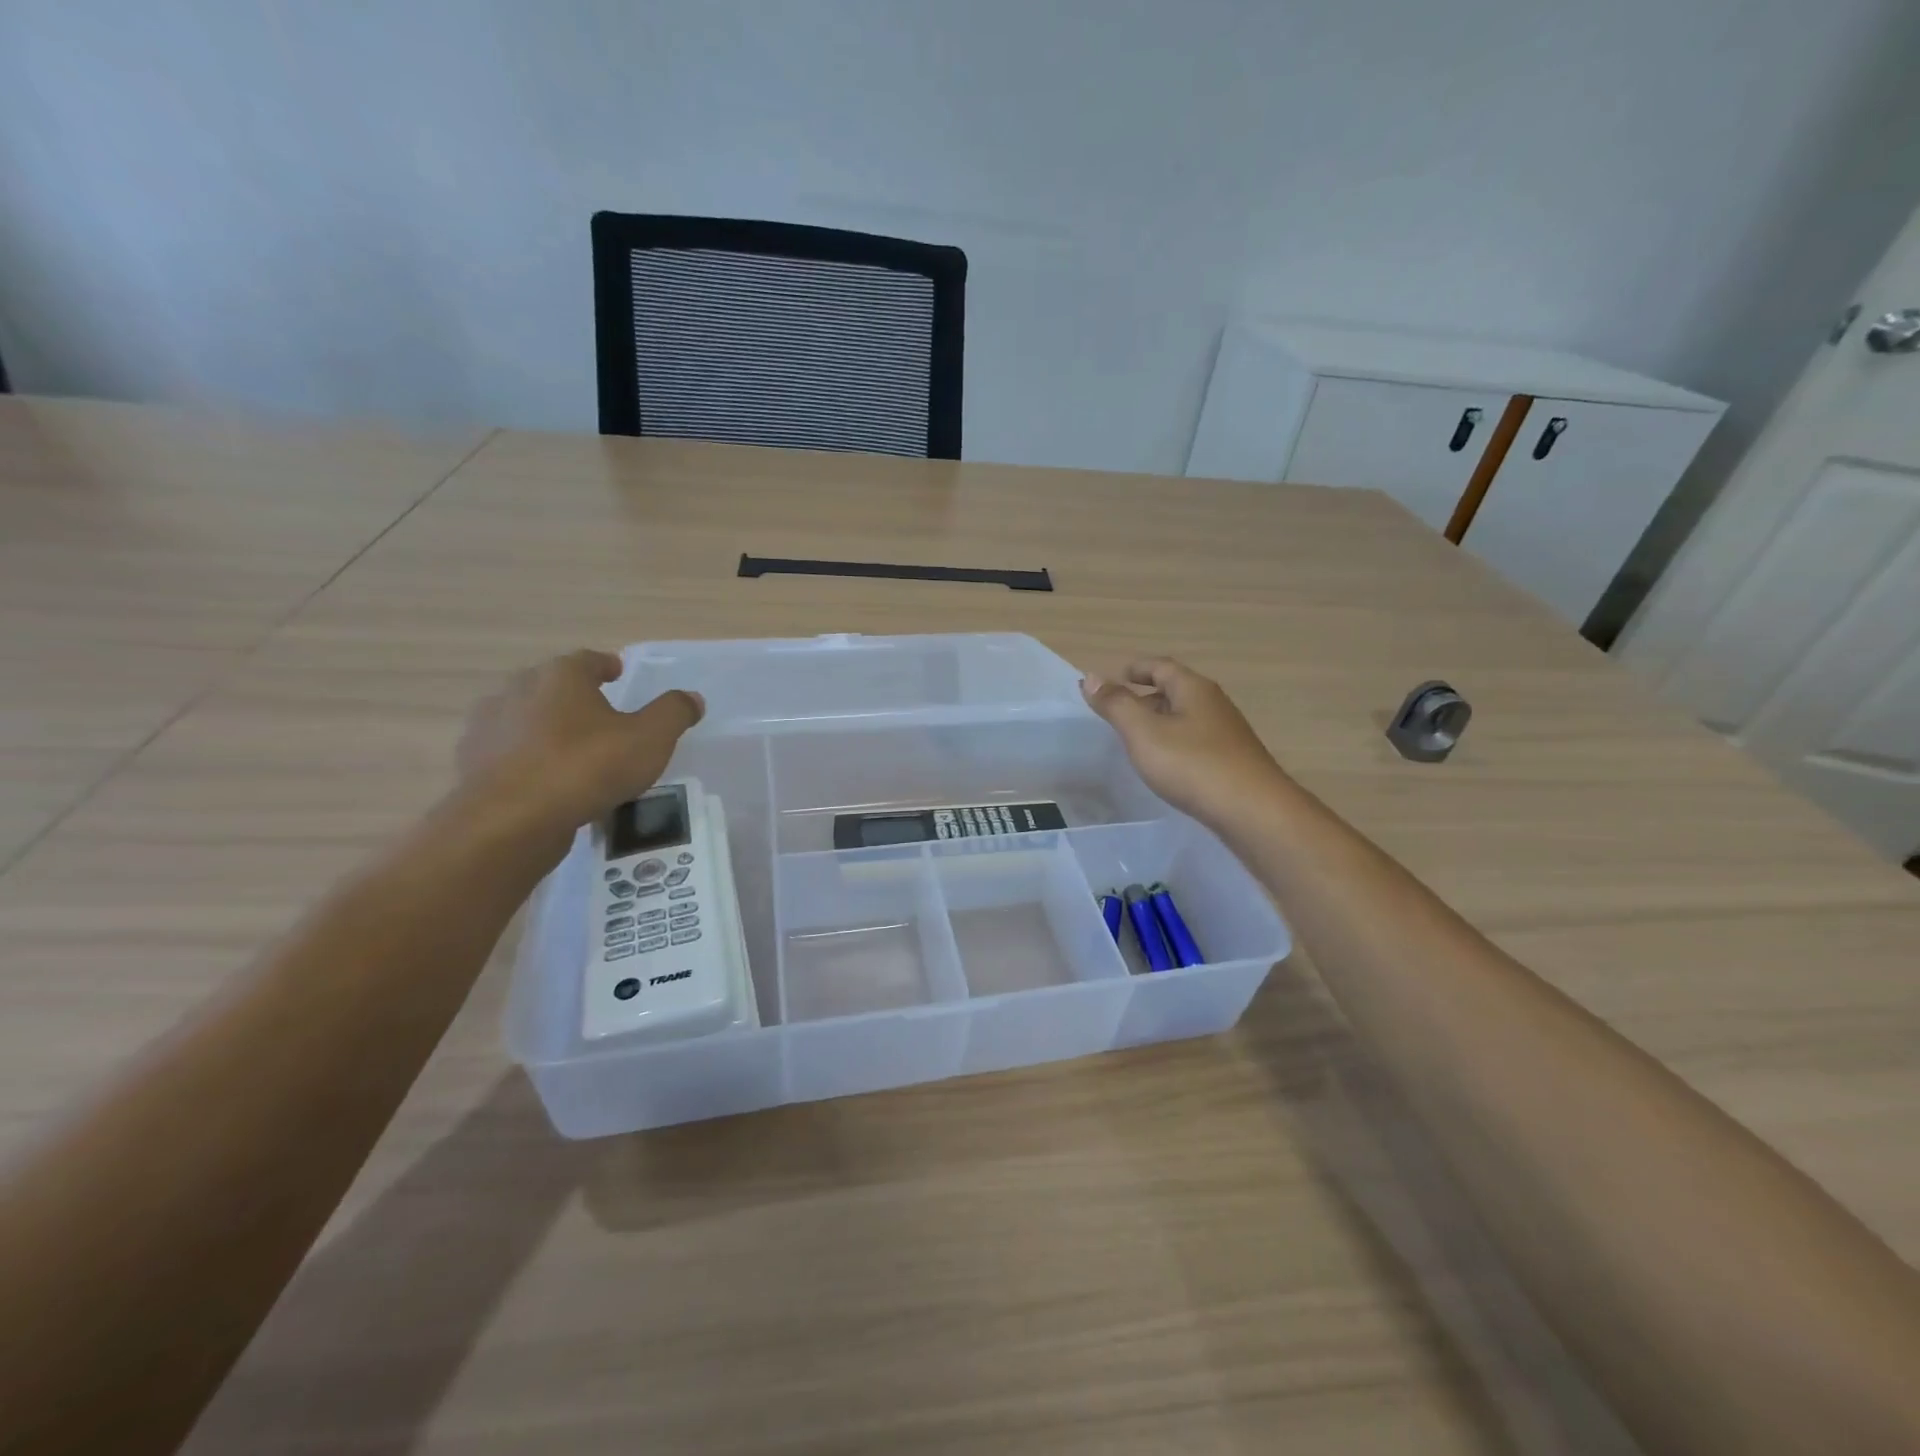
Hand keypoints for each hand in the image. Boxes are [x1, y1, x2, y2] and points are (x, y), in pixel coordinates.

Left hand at [457, 649, 703, 829]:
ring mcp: (488, 728)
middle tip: (599, 713)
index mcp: (561, 676)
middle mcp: (518, 691)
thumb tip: (692, 698)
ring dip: (546, 728)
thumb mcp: (650, 739)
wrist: (510, 820)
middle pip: (551, 685)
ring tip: (572, 750)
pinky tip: (546, 782)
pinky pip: (508, 755)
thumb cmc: (587, 767)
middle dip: (573, 695)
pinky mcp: (472, 765)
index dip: (606, 665)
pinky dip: (526, 761)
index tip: (618, 673)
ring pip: (525, 719)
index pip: (587, 660)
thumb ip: (673, 713)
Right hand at [1081, 657, 1286, 827]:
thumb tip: (1090, 677)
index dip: (1134, 669)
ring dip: (1159, 722)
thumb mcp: (1144, 732)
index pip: (1160, 666)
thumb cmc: (1193, 765)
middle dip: (1144, 696)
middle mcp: (1213, 704)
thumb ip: (1116, 704)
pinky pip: (1195, 741)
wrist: (1253, 811)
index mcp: (1193, 689)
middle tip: (1116, 713)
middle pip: (1174, 690)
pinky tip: (1165, 766)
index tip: (1111, 680)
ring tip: (1135, 741)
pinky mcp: (1231, 760)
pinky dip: (1174, 744)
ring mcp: (1226, 733)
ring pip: (1185, 718)